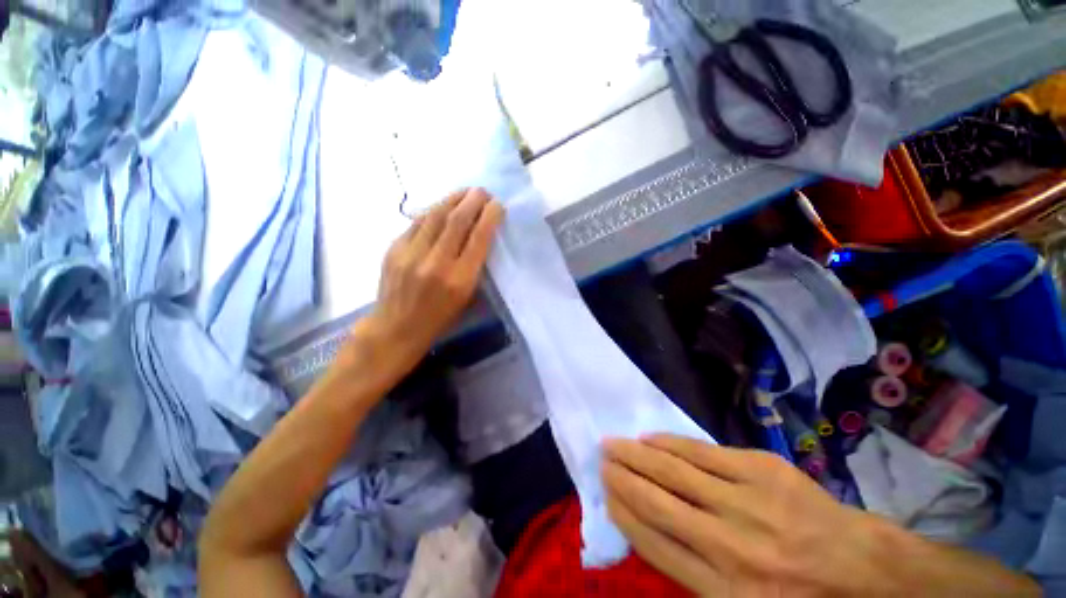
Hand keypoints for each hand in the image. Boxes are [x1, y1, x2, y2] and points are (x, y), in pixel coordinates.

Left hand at [360, 188, 502, 375]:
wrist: (396, 327)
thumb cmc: (440, 317)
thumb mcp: (467, 296)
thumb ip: (475, 265)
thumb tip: (480, 235)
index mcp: (459, 279)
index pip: (479, 238)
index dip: (490, 216)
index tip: (498, 205)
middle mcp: (436, 263)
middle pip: (457, 220)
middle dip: (473, 200)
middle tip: (483, 191)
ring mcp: (411, 254)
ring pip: (435, 215)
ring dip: (453, 199)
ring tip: (465, 192)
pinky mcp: (394, 249)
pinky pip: (417, 222)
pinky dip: (433, 211)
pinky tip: (442, 206)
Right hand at [601, 435, 890, 596]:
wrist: (860, 567)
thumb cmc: (795, 596)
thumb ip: (692, 574)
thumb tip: (645, 529)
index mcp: (724, 592)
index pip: (653, 543)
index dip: (623, 512)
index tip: (606, 492)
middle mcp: (730, 546)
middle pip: (658, 502)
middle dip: (622, 477)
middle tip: (602, 459)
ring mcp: (747, 502)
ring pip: (674, 471)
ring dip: (637, 455)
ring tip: (615, 444)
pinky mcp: (762, 470)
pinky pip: (702, 451)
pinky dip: (670, 443)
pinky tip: (651, 438)